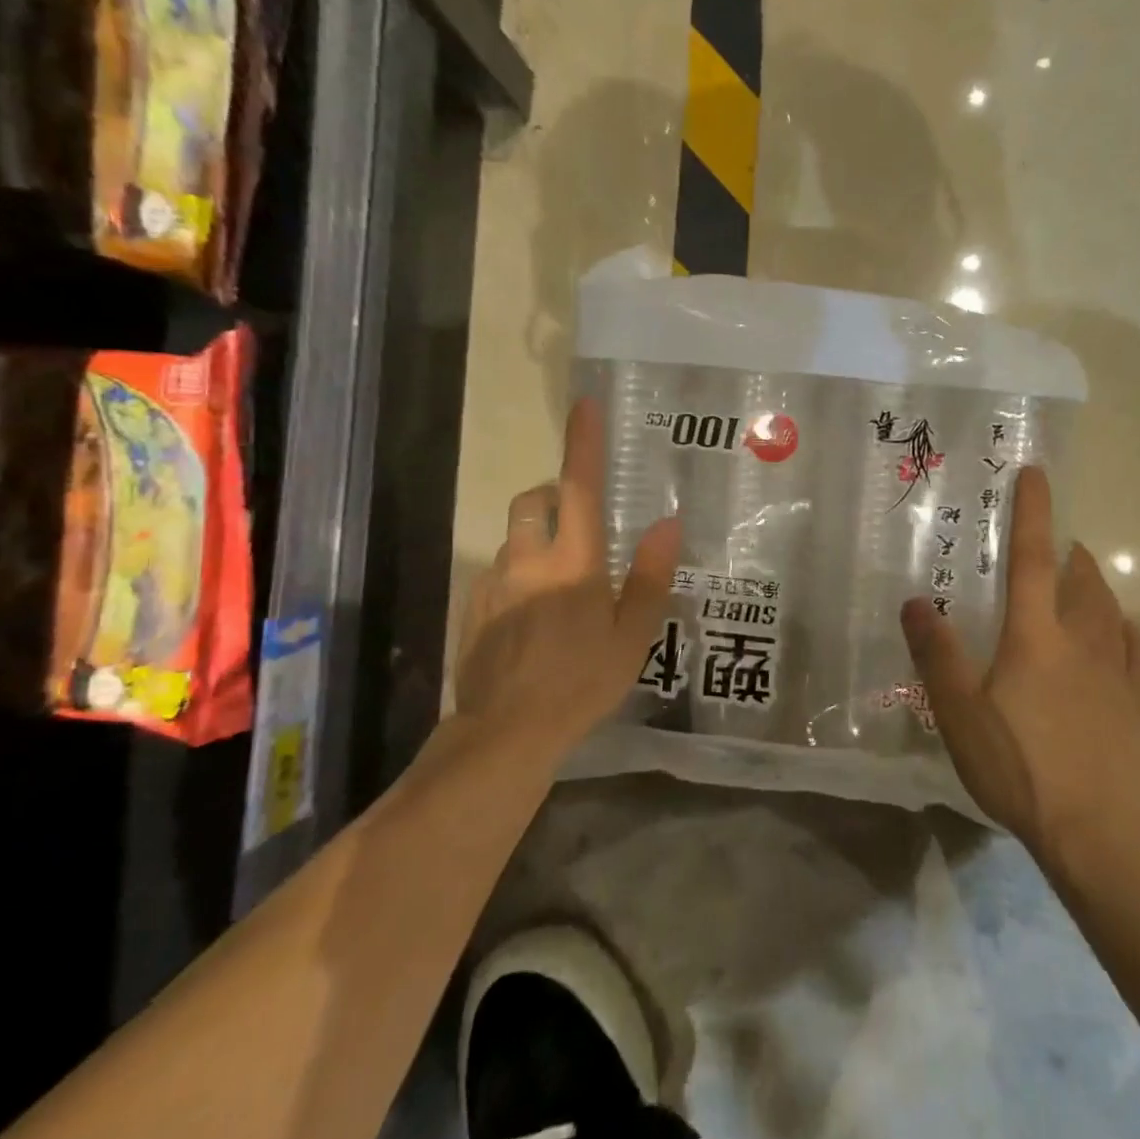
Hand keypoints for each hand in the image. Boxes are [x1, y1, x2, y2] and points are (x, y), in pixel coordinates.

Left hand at [443, 397, 679, 764]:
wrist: (505, 733)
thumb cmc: (580, 683)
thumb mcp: (631, 636)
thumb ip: (650, 577)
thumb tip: (666, 524)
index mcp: (574, 562)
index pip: (580, 488)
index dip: (583, 445)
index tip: (584, 405)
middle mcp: (528, 560)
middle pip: (533, 501)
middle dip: (552, 493)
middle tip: (577, 517)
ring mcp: (494, 583)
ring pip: (514, 539)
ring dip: (536, 540)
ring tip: (559, 583)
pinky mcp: (473, 608)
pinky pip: (497, 573)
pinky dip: (518, 575)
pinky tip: (532, 618)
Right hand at [900, 465, 1139, 860]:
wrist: (1098, 833)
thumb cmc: (1020, 766)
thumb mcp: (959, 712)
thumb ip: (937, 653)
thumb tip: (916, 601)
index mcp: (1036, 634)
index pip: (1034, 558)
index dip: (1033, 513)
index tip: (1036, 474)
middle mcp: (1081, 641)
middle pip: (1081, 580)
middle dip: (1070, 553)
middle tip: (1056, 545)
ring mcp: (1116, 673)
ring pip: (1111, 611)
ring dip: (1096, 586)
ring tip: (1083, 579)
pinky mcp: (1136, 706)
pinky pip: (1136, 653)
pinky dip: (1127, 632)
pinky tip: (1124, 635)